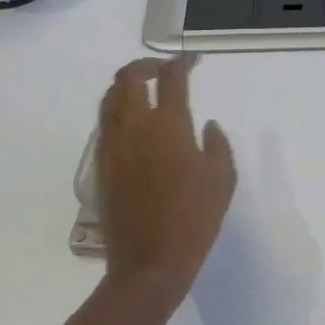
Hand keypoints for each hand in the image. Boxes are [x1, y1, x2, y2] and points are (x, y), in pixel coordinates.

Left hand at [94, 55, 236, 306]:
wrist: (149, 264)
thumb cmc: (194, 219)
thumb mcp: (222, 179)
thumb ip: (217, 144)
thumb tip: (206, 126)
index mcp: (168, 127)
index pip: (172, 80)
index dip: (182, 63)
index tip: (193, 61)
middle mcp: (134, 128)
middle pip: (128, 79)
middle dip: (146, 66)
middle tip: (164, 70)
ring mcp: (113, 147)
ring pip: (110, 99)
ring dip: (127, 86)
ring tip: (145, 91)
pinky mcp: (102, 166)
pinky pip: (104, 124)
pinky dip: (117, 110)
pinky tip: (134, 123)